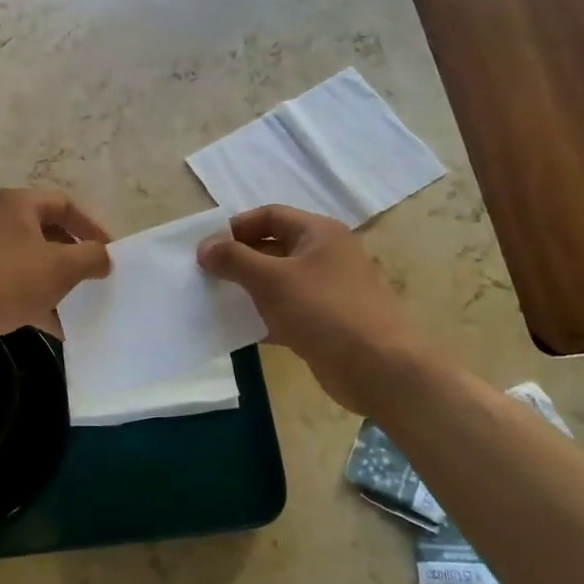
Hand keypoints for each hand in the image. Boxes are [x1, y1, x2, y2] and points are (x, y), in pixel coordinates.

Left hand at [0, 189, 111, 356]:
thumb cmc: (8, 280)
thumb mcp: (61, 266)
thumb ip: (91, 257)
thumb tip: (103, 257)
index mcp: (18, 204)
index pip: (65, 204)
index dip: (92, 226)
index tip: (111, 252)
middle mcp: (0, 220)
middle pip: (48, 232)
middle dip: (75, 257)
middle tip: (96, 278)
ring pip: (33, 262)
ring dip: (58, 282)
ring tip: (81, 304)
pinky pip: (16, 286)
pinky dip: (37, 301)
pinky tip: (57, 327)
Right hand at [197, 205, 433, 412]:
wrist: (379, 368)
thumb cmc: (324, 310)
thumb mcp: (272, 279)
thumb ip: (234, 259)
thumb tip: (204, 247)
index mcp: (318, 233)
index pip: (270, 215)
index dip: (236, 227)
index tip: (207, 248)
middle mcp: (325, 255)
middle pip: (273, 247)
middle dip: (239, 258)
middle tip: (206, 275)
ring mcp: (327, 291)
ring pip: (278, 281)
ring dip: (248, 288)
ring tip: (216, 299)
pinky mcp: (325, 323)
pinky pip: (286, 311)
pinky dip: (263, 316)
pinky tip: (239, 328)